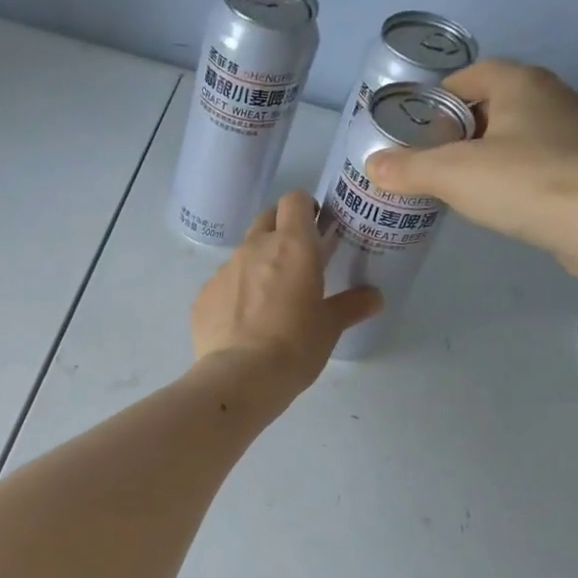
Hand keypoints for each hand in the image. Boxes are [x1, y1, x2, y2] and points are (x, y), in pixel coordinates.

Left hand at [190, 189, 382, 401]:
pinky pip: (222, 285)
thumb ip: (352, 305)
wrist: (240, 376)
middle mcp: (254, 248)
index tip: (315, 229)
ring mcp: (223, 271)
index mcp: (292, 246)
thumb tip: (375, 297)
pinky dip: (234, 295)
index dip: (305, 209)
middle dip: (280, 230)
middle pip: (266, 218)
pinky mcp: (202, 296)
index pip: (295, 200)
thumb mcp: (330, 327)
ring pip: (243, 254)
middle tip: (295, 261)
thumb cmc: (295, 345)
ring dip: (256, 266)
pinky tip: (242, 324)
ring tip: (267, 301)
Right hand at [364, 59, 577, 263]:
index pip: (473, 73)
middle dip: (464, 125)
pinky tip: (505, 198)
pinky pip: (544, 158)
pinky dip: (519, 170)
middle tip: (434, 156)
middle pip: (497, 101)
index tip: (418, 126)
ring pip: (522, 130)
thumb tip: (373, 165)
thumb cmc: (523, 182)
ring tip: (464, 180)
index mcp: (522, 83)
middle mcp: (555, 94)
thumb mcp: (451, 175)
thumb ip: (408, 168)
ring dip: (493, 149)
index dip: (441, 96)